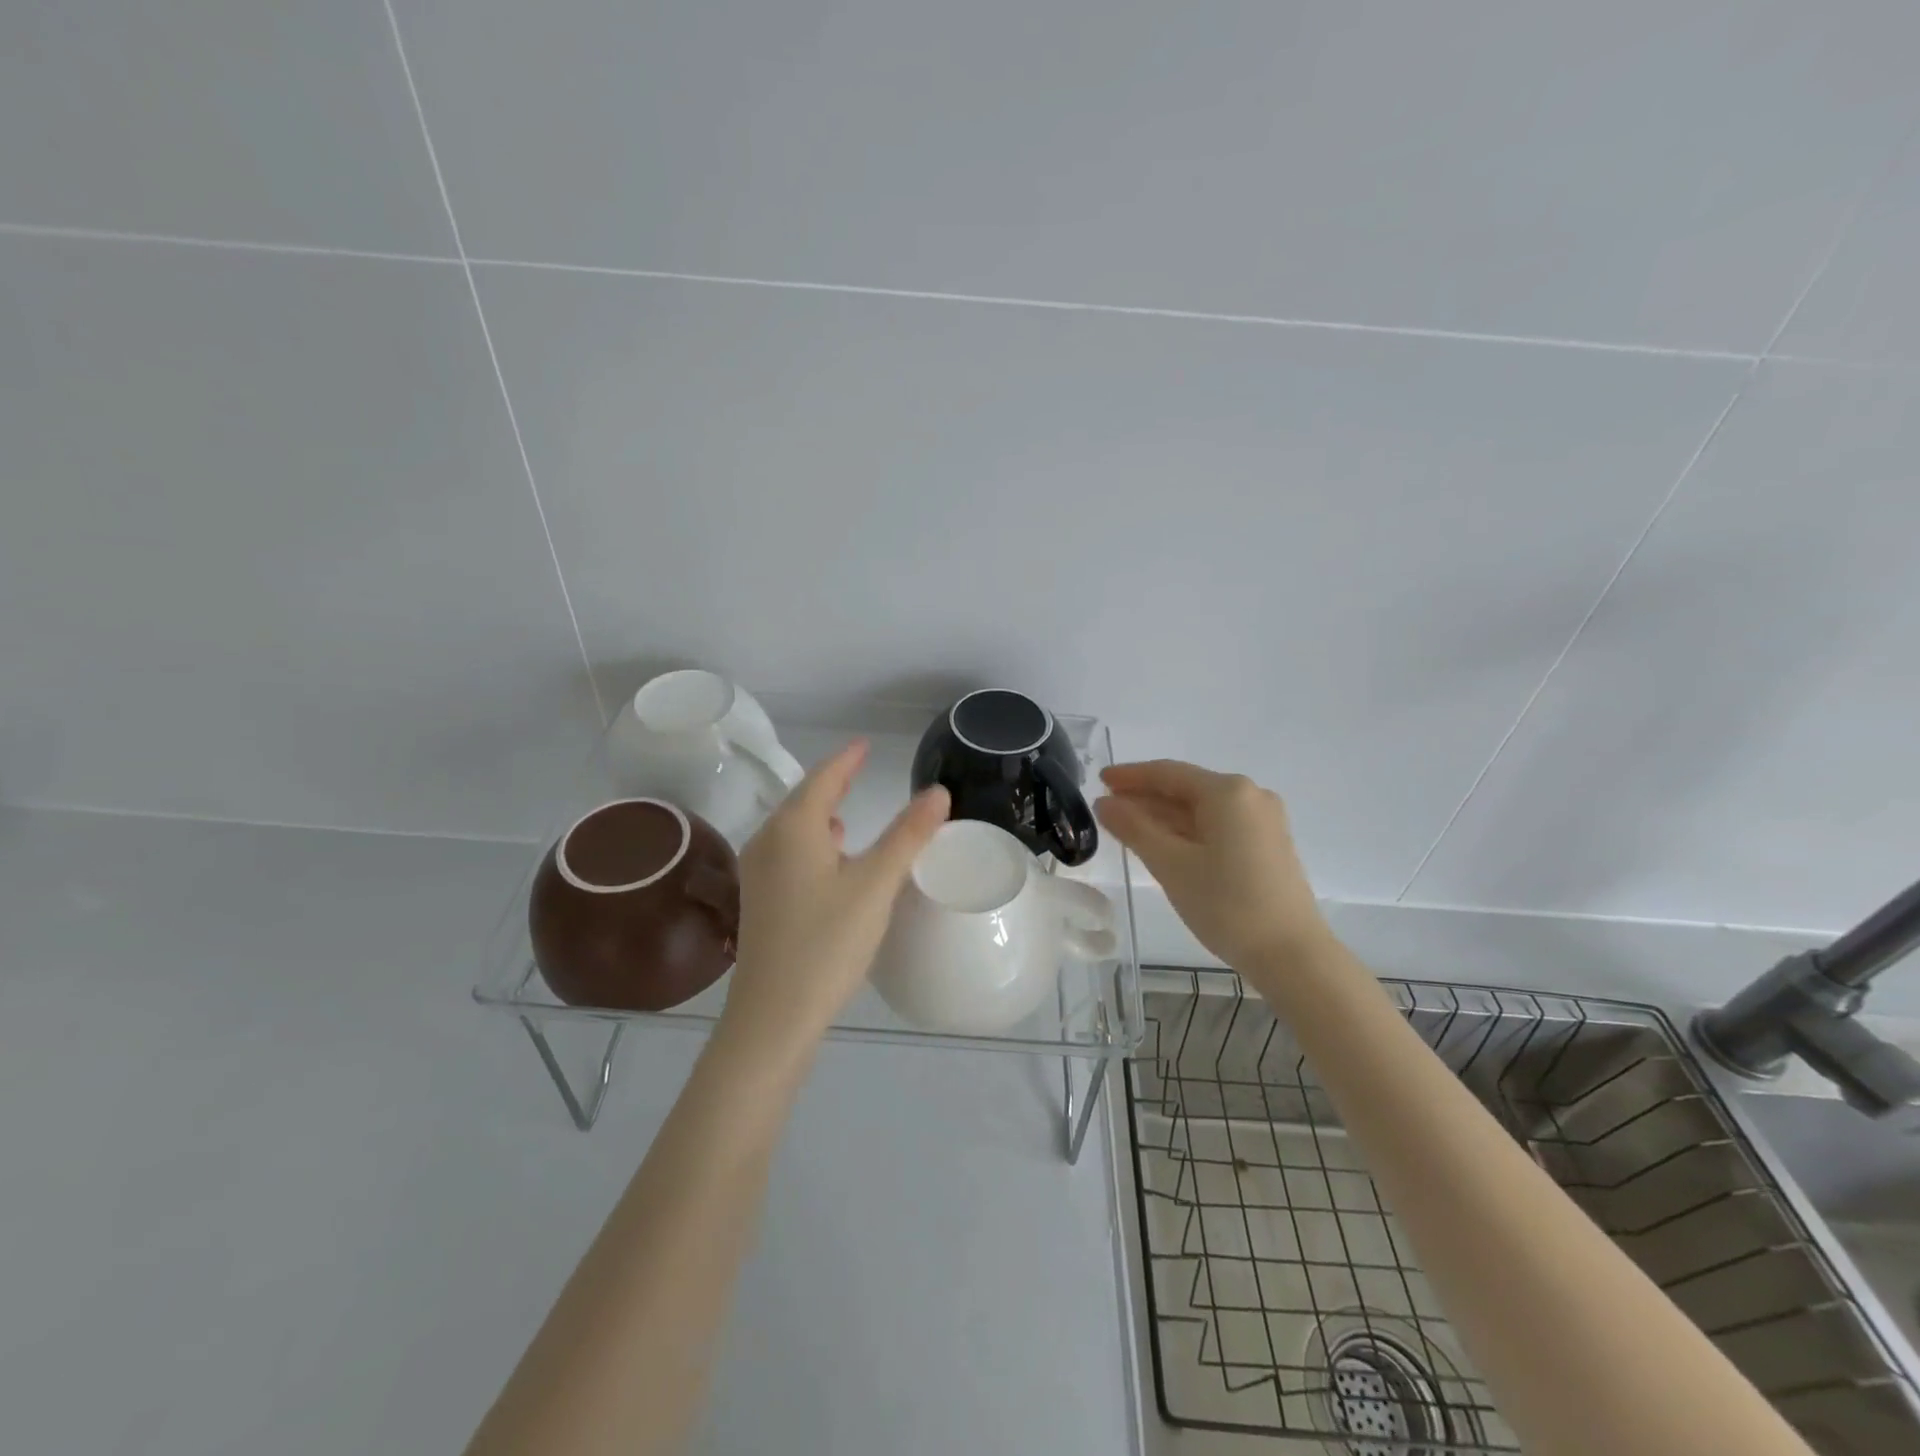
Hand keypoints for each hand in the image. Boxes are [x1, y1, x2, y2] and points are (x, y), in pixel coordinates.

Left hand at [723, 740, 949, 1056]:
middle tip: (859, 768)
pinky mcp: (761, 901)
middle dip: (832, 783)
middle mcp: (768, 842)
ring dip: (820, 814)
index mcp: (793, 829)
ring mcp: (759, 873)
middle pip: (803, 800)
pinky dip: (813, 843)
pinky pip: (789, 853)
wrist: (774, 1015)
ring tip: (846, 809)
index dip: (846, 760)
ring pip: (794, 829)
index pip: (822, 778)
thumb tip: (937, 791)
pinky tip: (830, 859)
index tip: (865, 745)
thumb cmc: (827, 942)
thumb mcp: (875, 885)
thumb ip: (907, 835)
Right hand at [1094, 759, 1330, 973]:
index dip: (1131, 776)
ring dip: (1164, 816)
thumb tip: (1104, 803)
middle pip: (1186, 789)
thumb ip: (1134, 828)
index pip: (1168, 773)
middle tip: (1107, 808)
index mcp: (1228, 792)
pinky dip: (1187, 831)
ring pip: (1202, 810)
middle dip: (1145, 797)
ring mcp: (1263, 822)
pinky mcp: (1267, 845)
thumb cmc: (1227, 905)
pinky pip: (1217, 826)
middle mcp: (1250, 796)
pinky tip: (1163, 844)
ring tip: (1126, 827)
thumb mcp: (1171, 865)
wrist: (1292, 955)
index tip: (1100, 779)